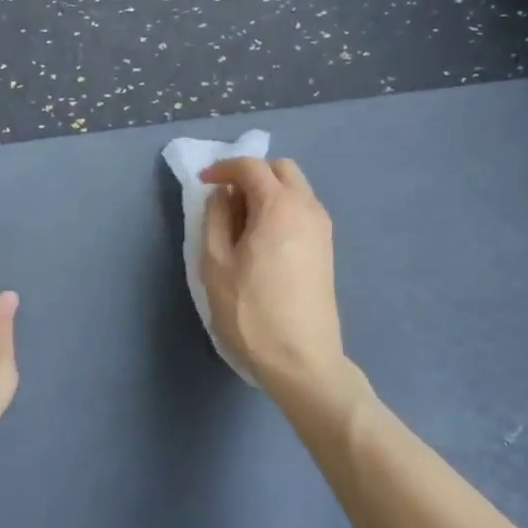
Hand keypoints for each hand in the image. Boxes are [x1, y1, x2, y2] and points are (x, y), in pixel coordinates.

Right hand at [199, 158, 347, 391]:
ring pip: (295, 188)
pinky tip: (259, 237)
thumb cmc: (251, 311)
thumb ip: (215, 219)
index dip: (223, 168)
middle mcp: (308, 208)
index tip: (202, 183)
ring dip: (266, 191)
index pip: (251, 166)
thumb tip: (222, 195)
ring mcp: (322, 229)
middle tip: (223, 197)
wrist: (302, 361)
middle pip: (281, 169)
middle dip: (250, 173)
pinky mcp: (325, 249)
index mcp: (280, 206)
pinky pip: (301, 210)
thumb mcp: (216, 263)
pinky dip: (279, 208)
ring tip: (238, 220)